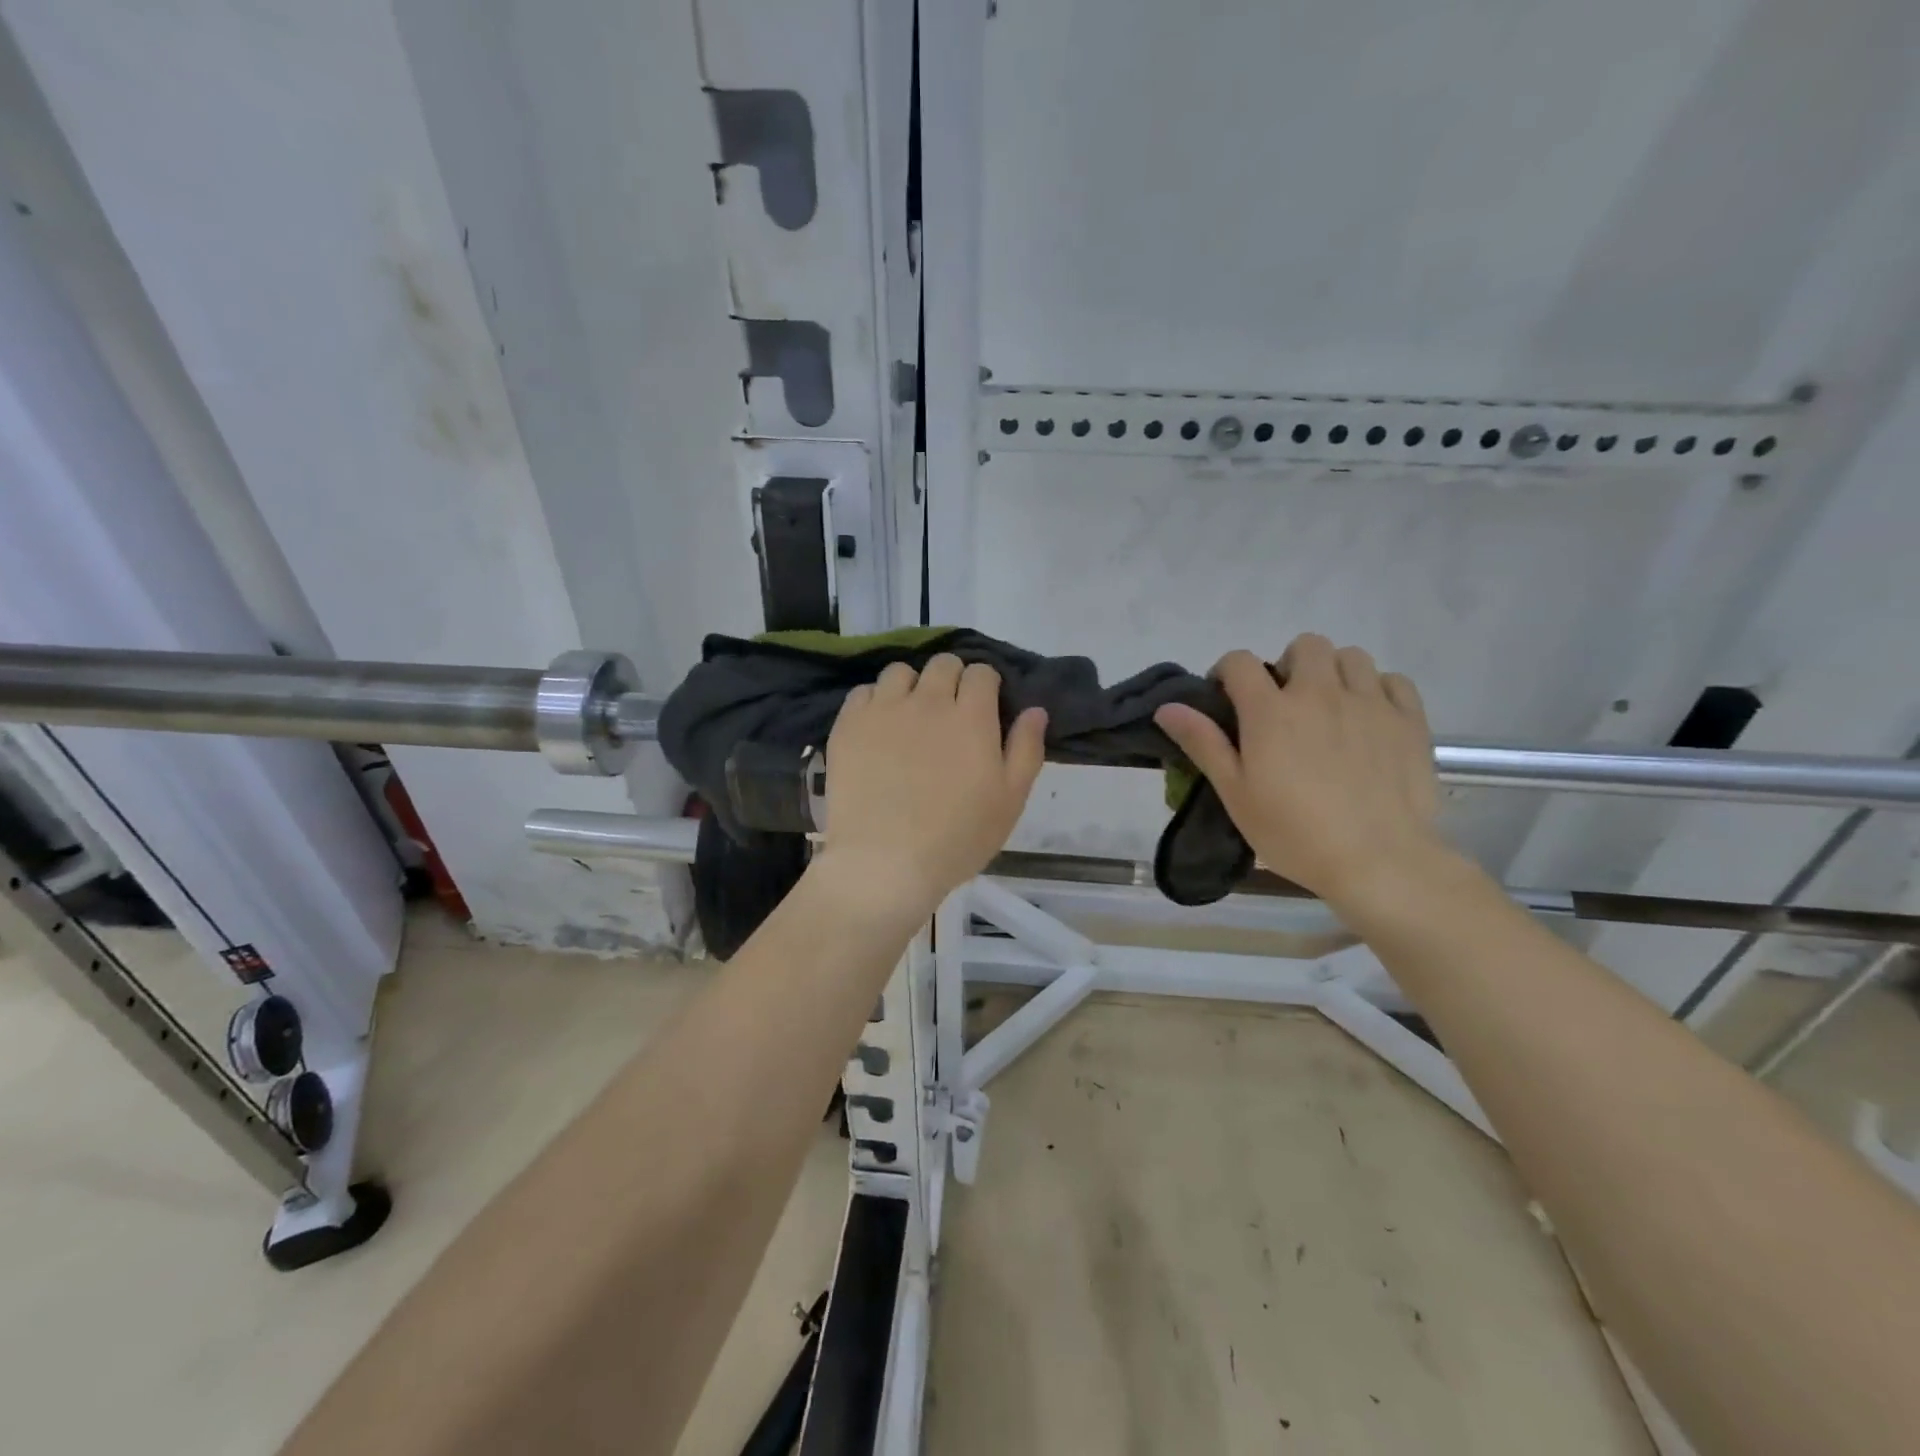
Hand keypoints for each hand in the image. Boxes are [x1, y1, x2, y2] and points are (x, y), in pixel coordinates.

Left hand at [811, 654, 1046, 922]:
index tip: (984, 708)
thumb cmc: (957, 838)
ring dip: (911, 686)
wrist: (884, 862)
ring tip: (910, 716)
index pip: (982, 672)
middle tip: (951, 712)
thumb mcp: (1010, 801)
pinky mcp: (849, 725)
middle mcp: (928, 701)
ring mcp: (884, 710)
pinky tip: (878, 729)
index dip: (986, 685)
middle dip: (952, 679)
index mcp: (971, 716)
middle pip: (943, 663)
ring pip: (900, 671)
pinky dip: (874, 702)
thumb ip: (1026, 749)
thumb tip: (1035, 709)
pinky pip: (863, 692)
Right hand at [1154, 634, 1445, 910]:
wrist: (1379, 862)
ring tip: (1328, 708)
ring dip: (1333, 672)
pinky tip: (1369, 717)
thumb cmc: (1294, 833)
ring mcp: (1370, 703)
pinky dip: (1377, 689)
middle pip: (1304, 646)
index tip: (1227, 699)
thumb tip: (1167, 707)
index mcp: (1271, 710)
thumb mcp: (1235, 794)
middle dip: (1287, 665)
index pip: (1240, 661)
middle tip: (1284, 704)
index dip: (1227, 672)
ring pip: (1350, 656)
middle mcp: (1320, 692)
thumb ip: (1203, 743)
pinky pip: (1393, 680)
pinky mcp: (1410, 720)